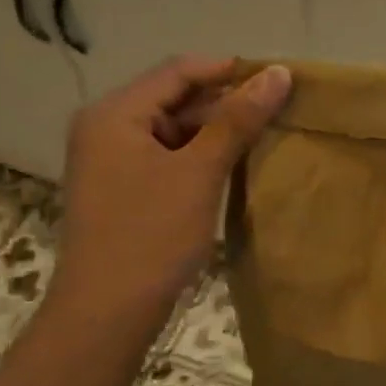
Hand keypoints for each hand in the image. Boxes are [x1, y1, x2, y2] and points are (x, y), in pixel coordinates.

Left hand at [46, 56, 290, 326]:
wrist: (106, 315)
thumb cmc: (150, 236)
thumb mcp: (199, 172)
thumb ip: (238, 119)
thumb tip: (279, 73)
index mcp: (115, 114)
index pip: (178, 71)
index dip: (229, 70)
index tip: (277, 79)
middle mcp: (106, 128)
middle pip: (174, 99)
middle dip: (224, 103)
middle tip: (277, 111)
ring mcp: (111, 161)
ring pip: (173, 130)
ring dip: (215, 131)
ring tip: (264, 137)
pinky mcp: (122, 189)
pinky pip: (166, 157)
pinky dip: (199, 157)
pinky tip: (233, 167)